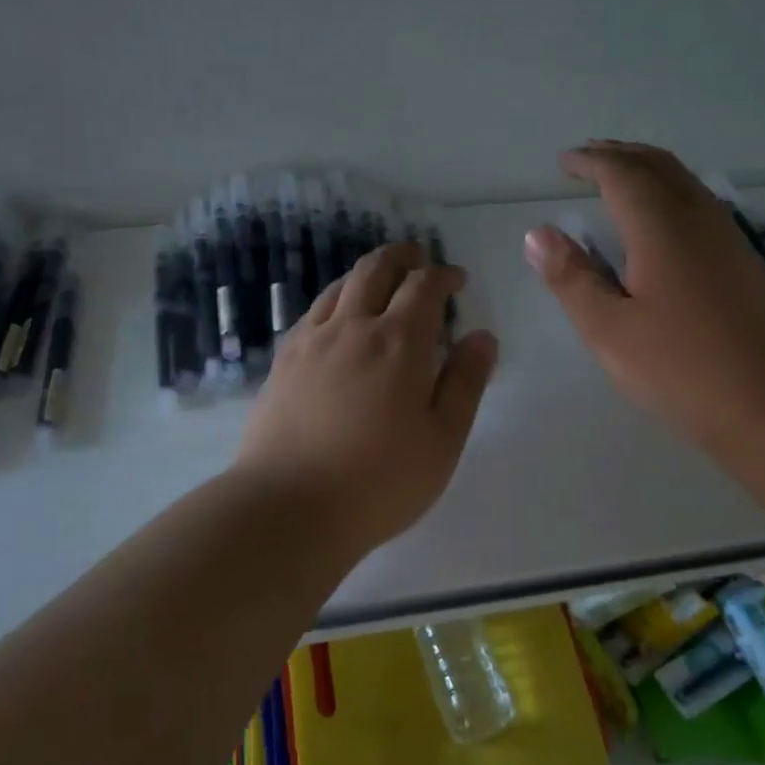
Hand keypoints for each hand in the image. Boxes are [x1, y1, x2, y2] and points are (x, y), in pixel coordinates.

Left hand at [235, 241, 499, 555]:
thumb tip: (482, 337)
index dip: (444, 276)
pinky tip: (338, 321)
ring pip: (340, 286)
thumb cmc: (380, 481)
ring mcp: (311, 341)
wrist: (288, 508)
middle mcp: (353, 327)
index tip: (456, 280)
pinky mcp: (282, 361)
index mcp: (399, 342)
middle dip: (402, 257)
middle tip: (418, 258)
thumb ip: (466, 383)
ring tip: (381, 283)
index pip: (424, 286)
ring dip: (366, 274)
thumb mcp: (443, 439)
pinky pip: (313, 312)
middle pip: (376, 269)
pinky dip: (335, 301)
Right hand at [524, 141, 764, 457]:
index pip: (621, 173)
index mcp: (660, 227)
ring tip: (617, 178)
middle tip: (587, 158)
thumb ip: (571, 278)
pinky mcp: (741, 257)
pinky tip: (658, 218)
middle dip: (619, 155)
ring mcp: (725, 235)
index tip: (564, 162)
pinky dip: (668, 190)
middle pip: (657, 165)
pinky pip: (698, 200)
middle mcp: (696, 217)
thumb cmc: (681, 366)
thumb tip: (538, 234)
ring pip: (682, 180)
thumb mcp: (609, 329)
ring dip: (646, 169)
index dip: (590, 161)